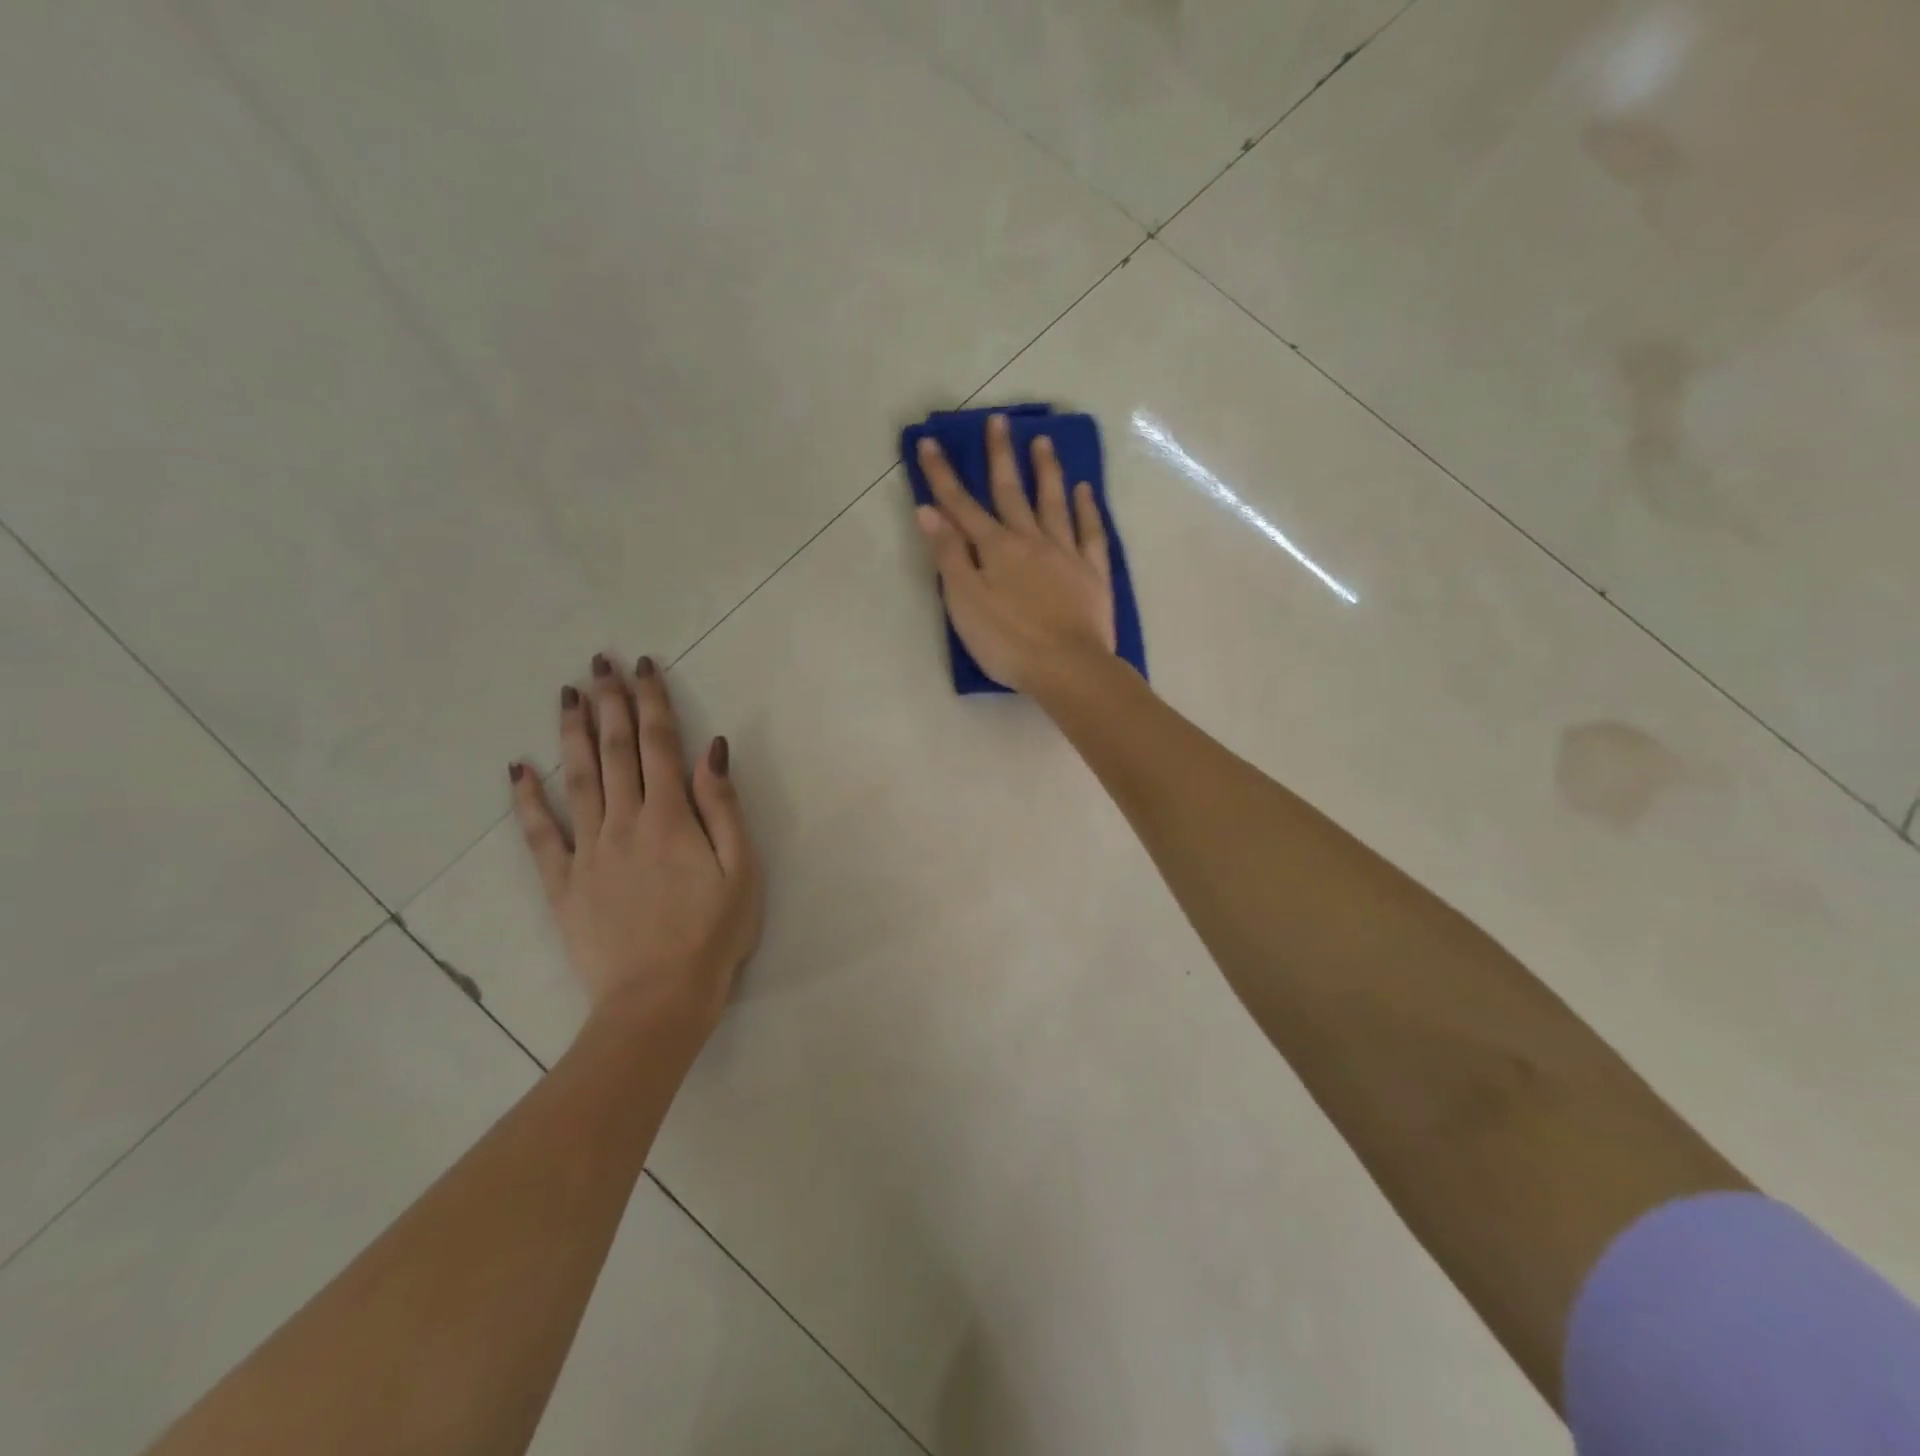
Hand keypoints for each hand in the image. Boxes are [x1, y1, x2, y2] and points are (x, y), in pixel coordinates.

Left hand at [510, 654, 761, 1038]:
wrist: (659, 1000)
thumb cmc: (713, 934)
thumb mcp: (742, 870)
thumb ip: (724, 807)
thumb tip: (712, 749)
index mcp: (671, 818)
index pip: (659, 745)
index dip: (652, 701)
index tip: (643, 666)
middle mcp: (625, 823)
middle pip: (615, 752)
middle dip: (610, 703)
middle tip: (599, 663)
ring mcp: (588, 852)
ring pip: (577, 780)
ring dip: (572, 734)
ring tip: (567, 695)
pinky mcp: (563, 883)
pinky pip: (540, 835)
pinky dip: (527, 800)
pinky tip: (518, 769)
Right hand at [914, 412, 1116, 693]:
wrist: (1068, 668)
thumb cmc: (1008, 642)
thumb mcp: (964, 602)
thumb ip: (948, 556)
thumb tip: (928, 511)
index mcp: (994, 549)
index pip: (961, 505)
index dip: (942, 475)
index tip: (930, 442)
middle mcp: (1030, 540)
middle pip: (1011, 492)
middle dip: (1000, 456)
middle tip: (999, 421)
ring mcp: (1065, 553)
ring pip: (1054, 502)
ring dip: (1046, 470)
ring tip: (1043, 441)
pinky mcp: (1092, 572)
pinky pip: (1090, 531)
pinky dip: (1087, 508)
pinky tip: (1085, 490)